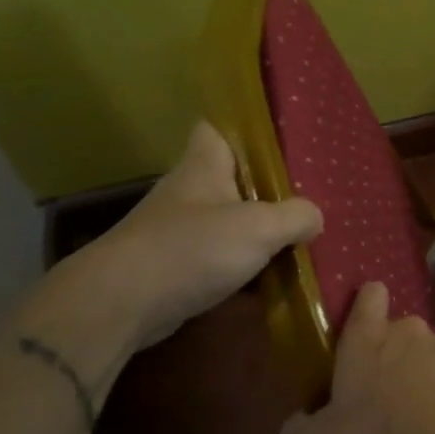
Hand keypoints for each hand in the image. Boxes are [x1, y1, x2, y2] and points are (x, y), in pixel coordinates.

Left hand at [44, 121, 322, 359]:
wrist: (119, 305)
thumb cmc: (191, 249)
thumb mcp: (260, 227)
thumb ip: (296, 216)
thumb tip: (315, 218)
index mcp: (204, 165)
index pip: (217, 128)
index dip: (244, 128)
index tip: (277, 138)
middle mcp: (187, 192)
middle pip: (230, 177)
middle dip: (264, 185)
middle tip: (305, 192)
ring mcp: (175, 231)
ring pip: (225, 219)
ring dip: (254, 228)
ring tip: (296, 234)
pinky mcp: (172, 267)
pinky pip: (216, 256)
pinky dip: (240, 264)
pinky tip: (270, 275)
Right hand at [279, 282, 434, 433]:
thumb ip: (298, 432)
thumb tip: (300, 422)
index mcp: (367, 338)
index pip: (369, 296)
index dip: (366, 304)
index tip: (364, 323)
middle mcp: (410, 331)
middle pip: (400, 332)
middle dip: (393, 357)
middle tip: (384, 398)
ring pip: (432, 355)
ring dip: (425, 377)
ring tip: (419, 419)